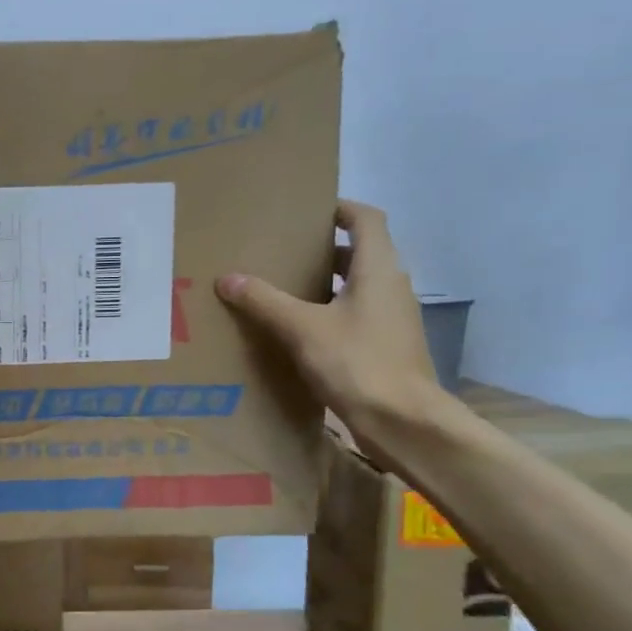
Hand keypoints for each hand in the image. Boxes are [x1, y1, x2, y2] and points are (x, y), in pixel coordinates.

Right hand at [215, 200, 445, 458]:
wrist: (403, 421)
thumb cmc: (358, 363)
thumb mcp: (302, 329)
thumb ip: (265, 301)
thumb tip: (227, 278)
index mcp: (378, 270)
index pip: (366, 220)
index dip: (340, 209)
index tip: (307, 210)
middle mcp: (391, 287)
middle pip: (360, 253)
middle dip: (323, 249)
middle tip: (282, 251)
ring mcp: (392, 319)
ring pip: (356, 287)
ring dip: (325, 283)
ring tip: (283, 289)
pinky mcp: (385, 346)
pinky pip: (355, 316)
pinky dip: (329, 313)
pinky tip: (298, 331)